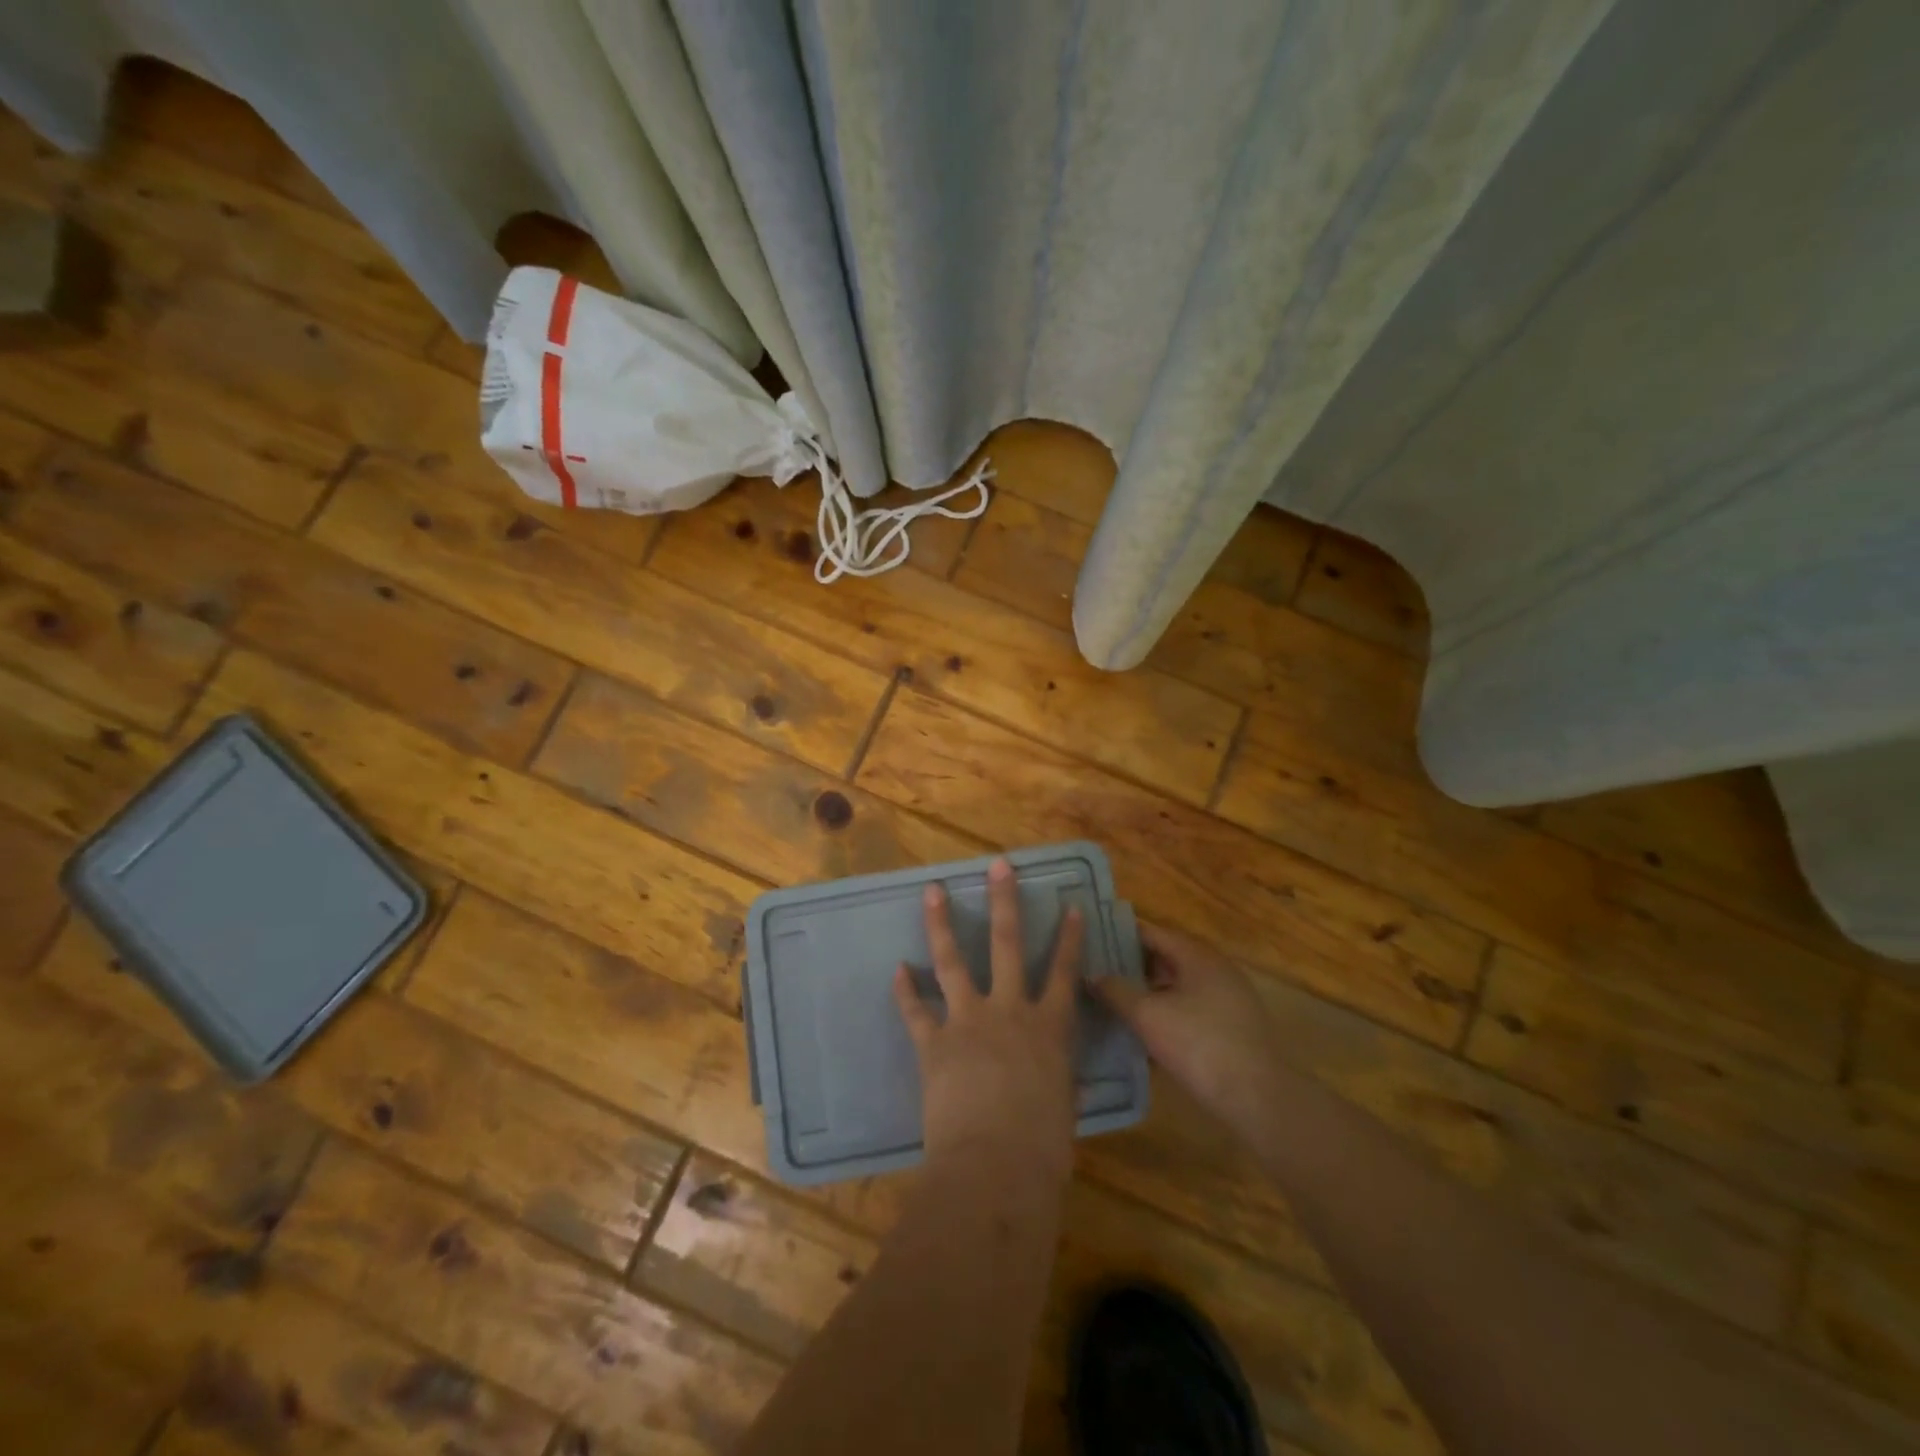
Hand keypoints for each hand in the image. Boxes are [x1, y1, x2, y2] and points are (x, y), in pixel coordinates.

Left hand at [892, 858, 1084, 1183]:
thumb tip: (1059, 1086)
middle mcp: (1010, 1011)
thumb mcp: (1061, 1111)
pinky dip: (905, 991)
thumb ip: (1058, 1085)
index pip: (1064, 972)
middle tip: (997, 866)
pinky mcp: (934, 1043)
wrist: (995, 1169)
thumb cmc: (1043, 1151)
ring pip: (954, 961)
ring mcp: (968, 1021)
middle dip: (1003, 901)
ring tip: (932, 891)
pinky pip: (916, 1010)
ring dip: (941, 924)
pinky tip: (897, 969)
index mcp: (1050, 1029)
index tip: (1069, 906)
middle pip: (1007, 944)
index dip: (1069, 938)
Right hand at [1091, 923, 1283, 1128]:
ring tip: (1114, 999)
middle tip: (1096, 971)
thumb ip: (1116, 990)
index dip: (1119, 934)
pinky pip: (1191, 1007)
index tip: (1092, 939)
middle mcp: (1215, 969)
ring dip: (1148, 990)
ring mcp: (1228, 998)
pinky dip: (1167, 1011)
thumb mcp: (1147, 1016)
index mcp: (1197, 956)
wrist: (1258, 1098)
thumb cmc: (1199, 1045)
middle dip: (1131, 964)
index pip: (1151, 932)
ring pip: (1178, 984)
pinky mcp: (1233, 1026)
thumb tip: (1092, 974)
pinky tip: (1145, 1030)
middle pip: (1166, 957)